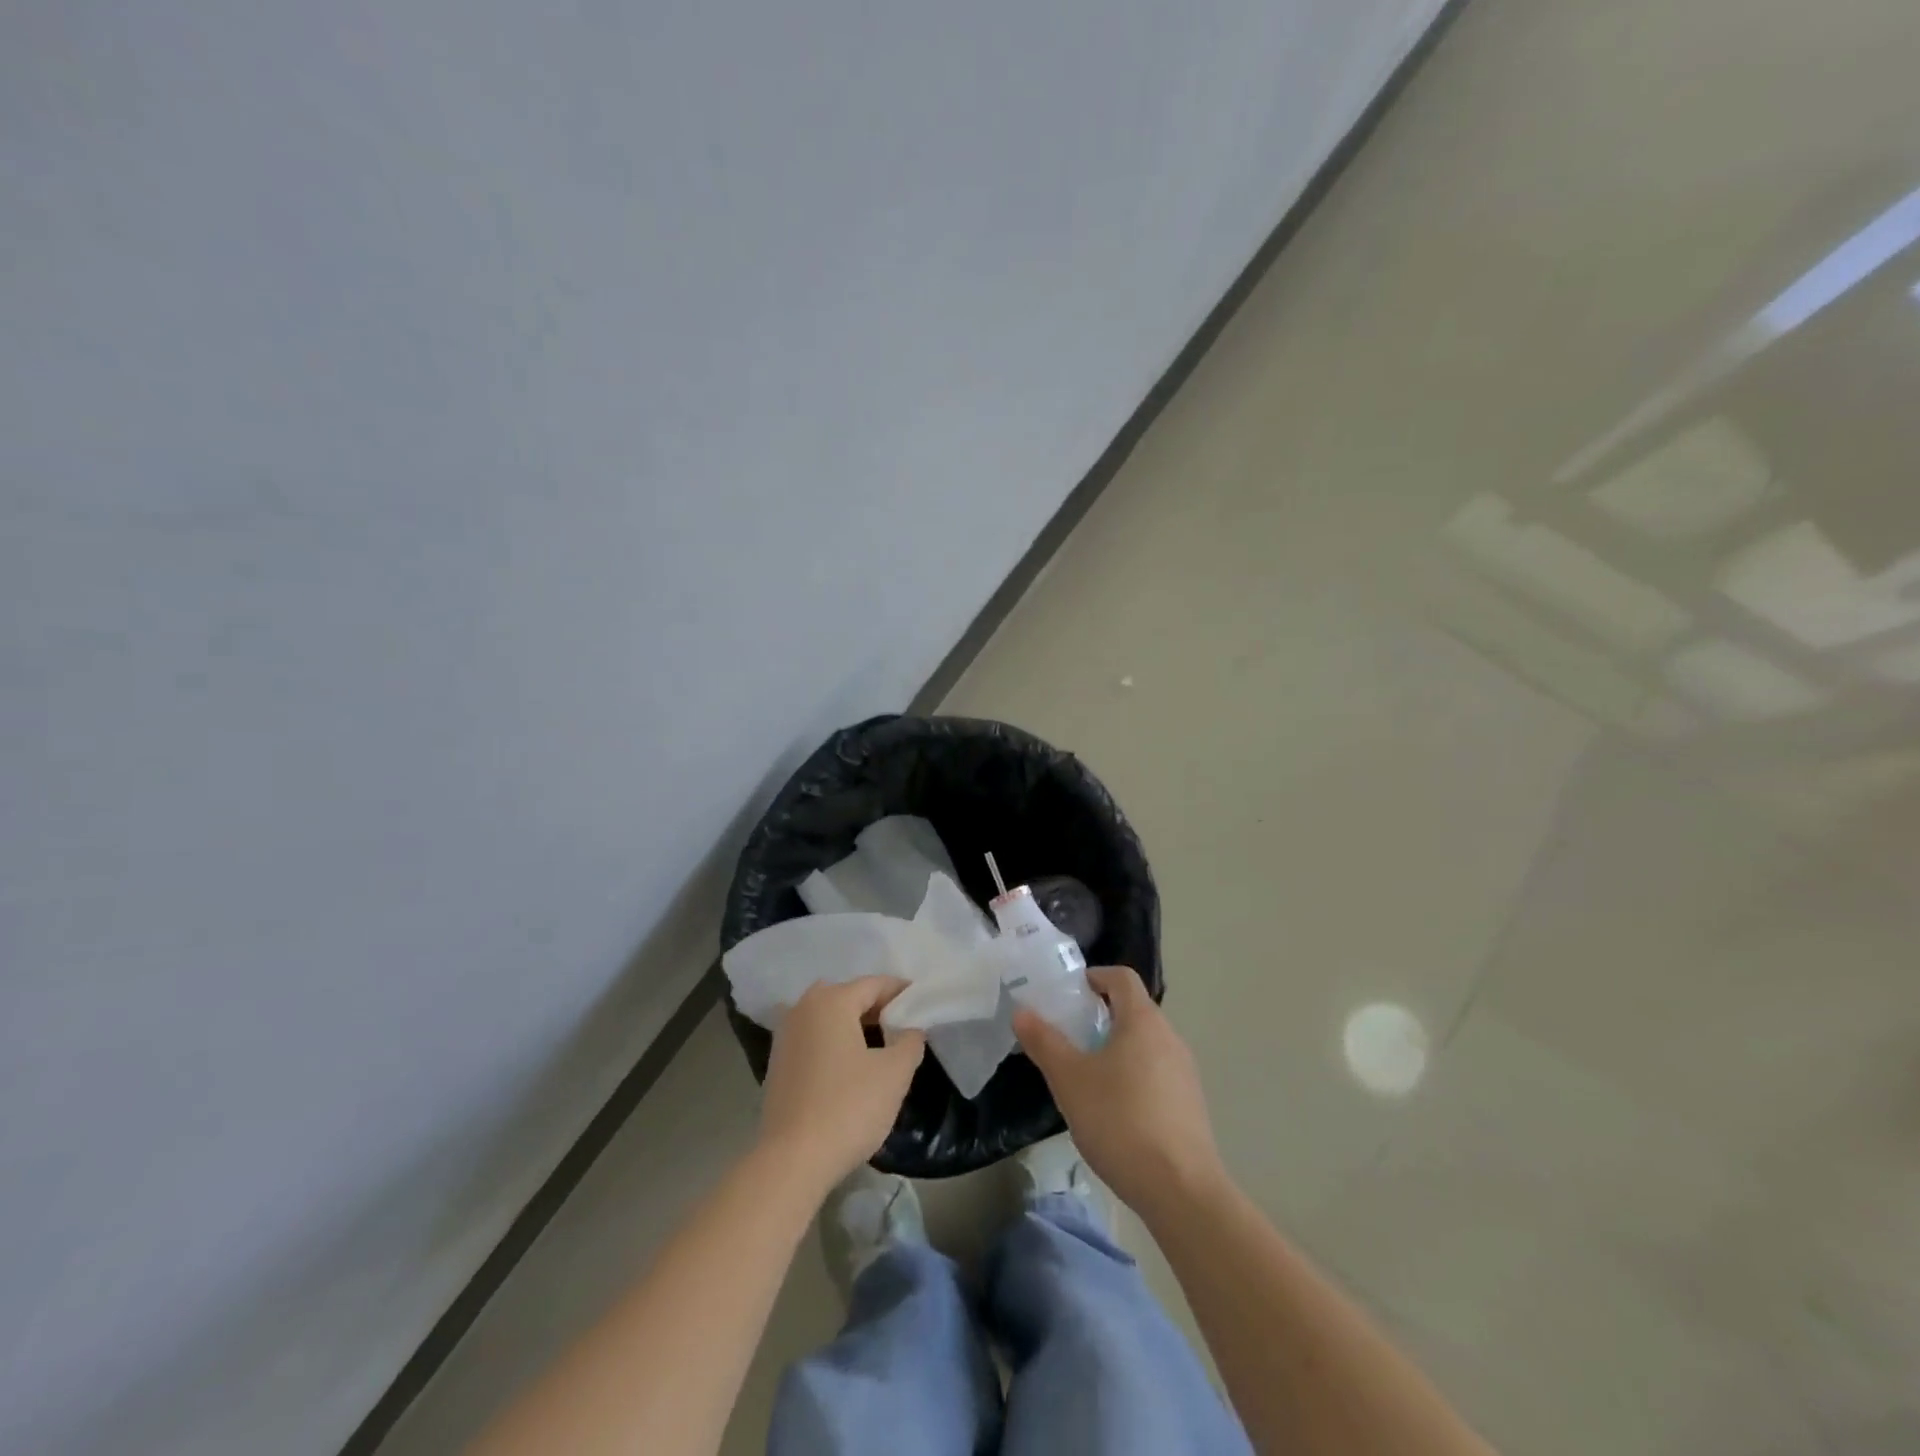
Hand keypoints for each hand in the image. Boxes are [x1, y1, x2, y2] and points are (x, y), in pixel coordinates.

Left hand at [757, 977, 924, 1196]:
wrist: (791, 1161)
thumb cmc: (848, 1108)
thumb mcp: (894, 1073)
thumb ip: (910, 1041)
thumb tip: (911, 1029)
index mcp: (832, 1001)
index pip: (875, 984)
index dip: (902, 992)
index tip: (923, 1003)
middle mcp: (803, 1007)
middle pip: (849, 996)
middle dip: (877, 1007)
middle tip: (903, 1026)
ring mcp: (785, 1035)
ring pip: (828, 1017)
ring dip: (853, 1025)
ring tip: (880, 1046)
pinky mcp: (777, 1062)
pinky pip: (813, 1038)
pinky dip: (833, 1042)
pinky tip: (850, 1066)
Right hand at [1013, 966, 1227, 1220]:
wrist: (1181, 1190)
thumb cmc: (1120, 1121)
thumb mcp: (1070, 1080)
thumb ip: (1044, 1042)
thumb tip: (1022, 1012)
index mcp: (1143, 1020)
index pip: (1121, 977)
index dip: (1094, 976)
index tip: (1069, 993)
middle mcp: (1170, 1037)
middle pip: (1134, 1010)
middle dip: (1100, 1015)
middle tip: (1068, 1035)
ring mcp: (1185, 1072)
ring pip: (1145, 1044)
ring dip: (1116, 1047)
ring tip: (1086, 1075)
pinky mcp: (1190, 1104)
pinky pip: (1157, 1073)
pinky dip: (1133, 1075)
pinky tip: (1114, 1110)